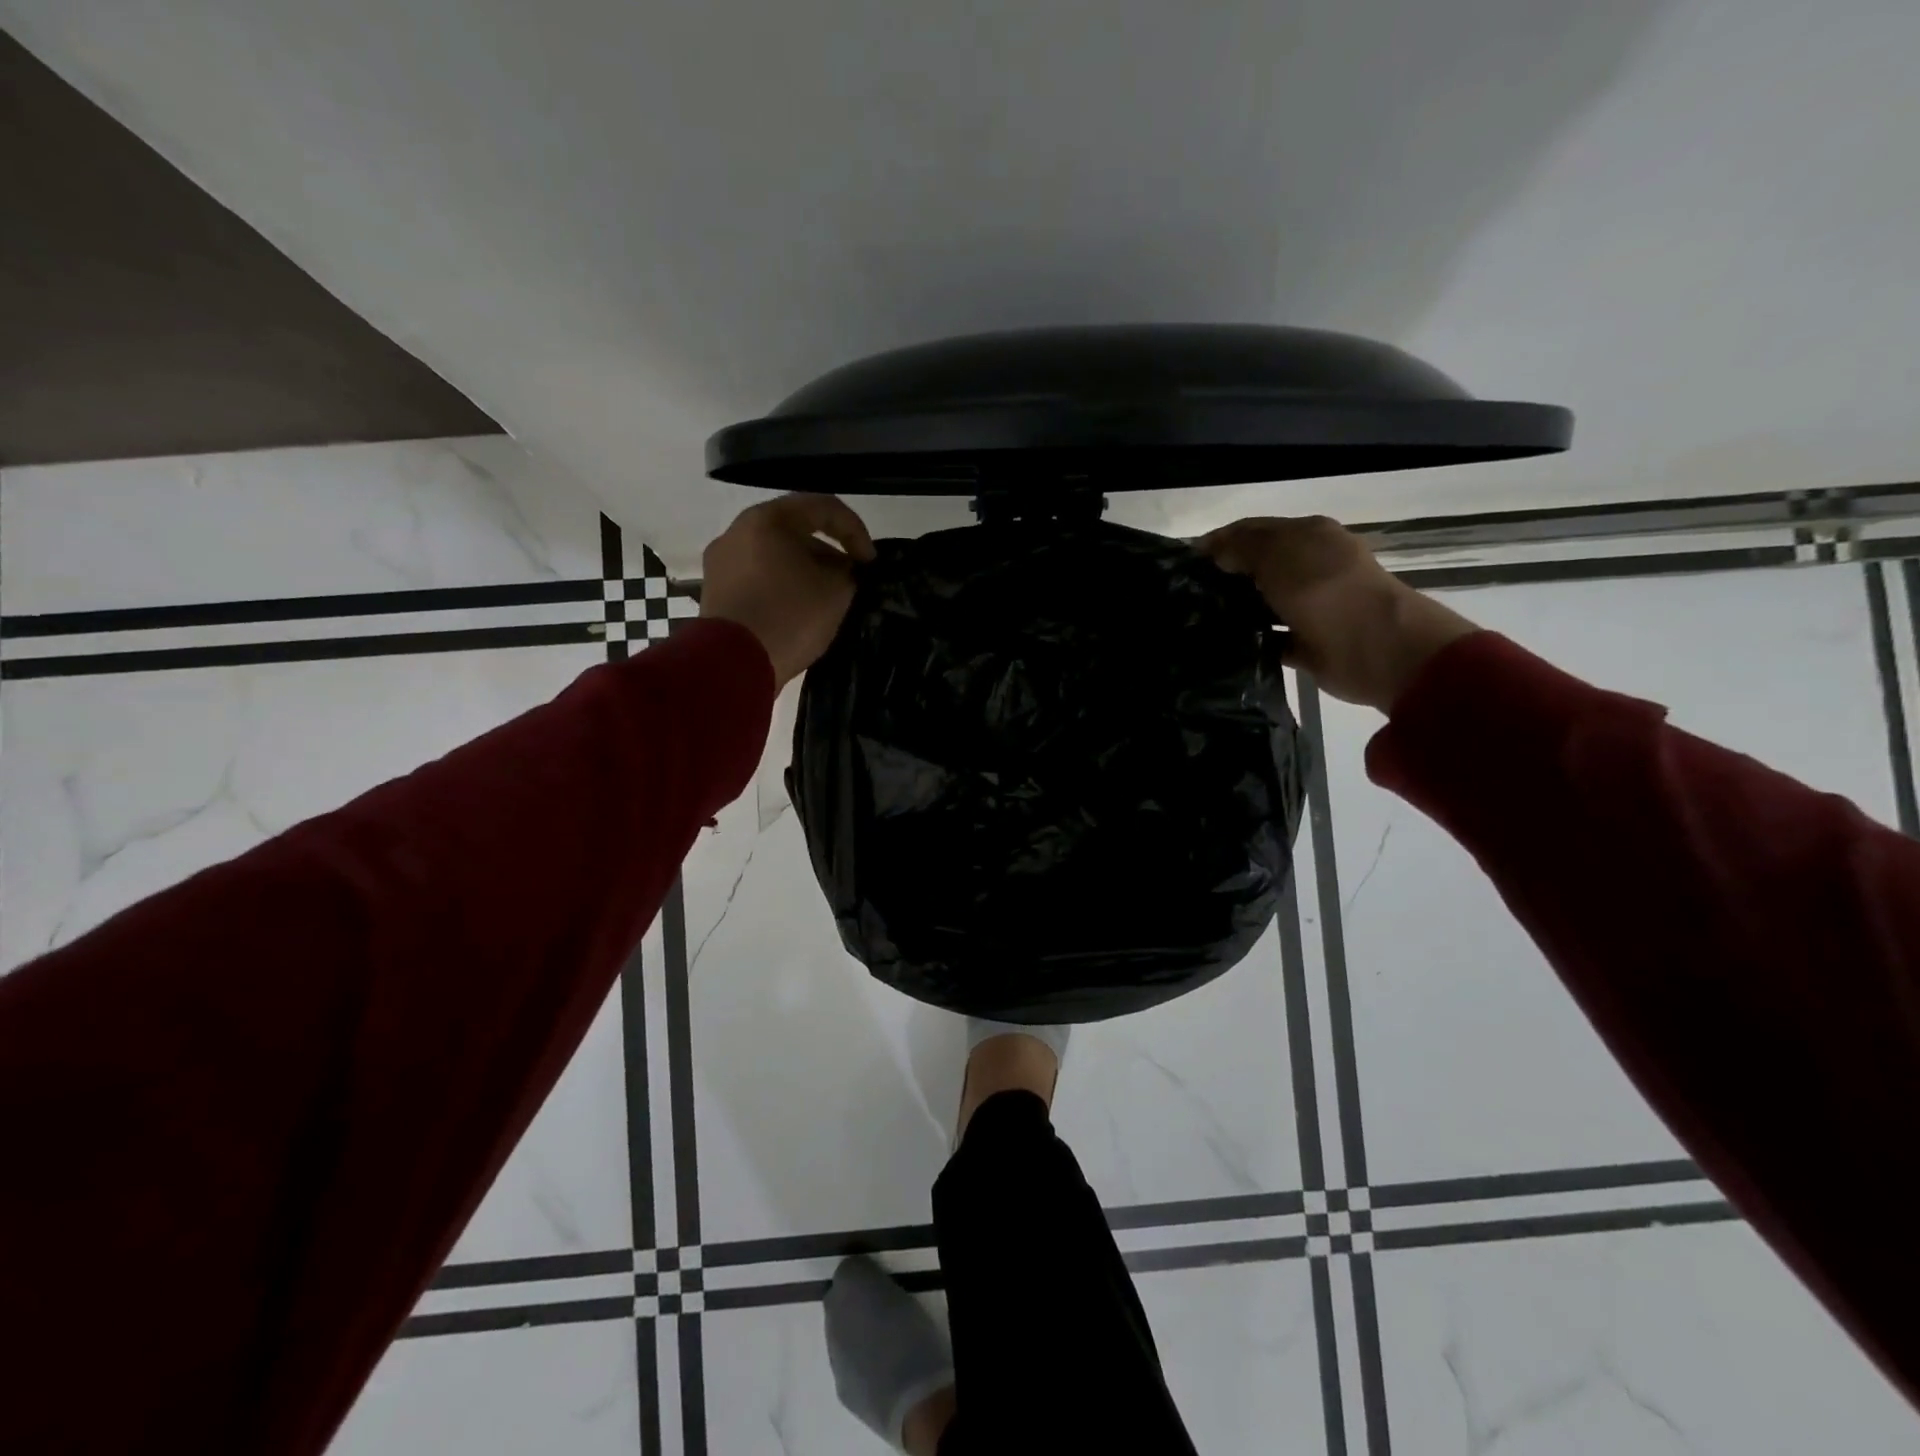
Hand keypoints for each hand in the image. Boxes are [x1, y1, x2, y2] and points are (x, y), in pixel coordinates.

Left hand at [701, 494, 876, 688]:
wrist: (732, 663)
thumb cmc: (789, 616)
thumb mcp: (836, 592)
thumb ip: (848, 572)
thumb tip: (843, 571)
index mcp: (768, 520)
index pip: (823, 507)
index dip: (855, 531)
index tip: (870, 562)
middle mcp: (738, 531)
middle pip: (795, 530)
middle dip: (829, 552)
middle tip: (850, 579)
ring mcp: (721, 562)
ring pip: (775, 555)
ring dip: (805, 570)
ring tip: (826, 598)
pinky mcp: (716, 592)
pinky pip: (758, 578)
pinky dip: (783, 586)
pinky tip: (798, 611)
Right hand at [1198, 515, 1478, 710]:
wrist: (1376, 646)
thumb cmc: (1323, 588)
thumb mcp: (1277, 553)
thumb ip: (1241, 547)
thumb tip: (1213, 551)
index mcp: (1307, 535)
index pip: (1253, 530)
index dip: (1218, 542)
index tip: (1183, 563)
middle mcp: (1309, 566)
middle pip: (1257, 567)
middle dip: (1223, 576)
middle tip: (1184, 594)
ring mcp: (1309, 605)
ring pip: (1261, 603)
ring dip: (1234, 609)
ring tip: (1195, 621)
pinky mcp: (1307, 642)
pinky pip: (1269, 639)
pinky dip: (1249, 642)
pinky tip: (1221, 646)